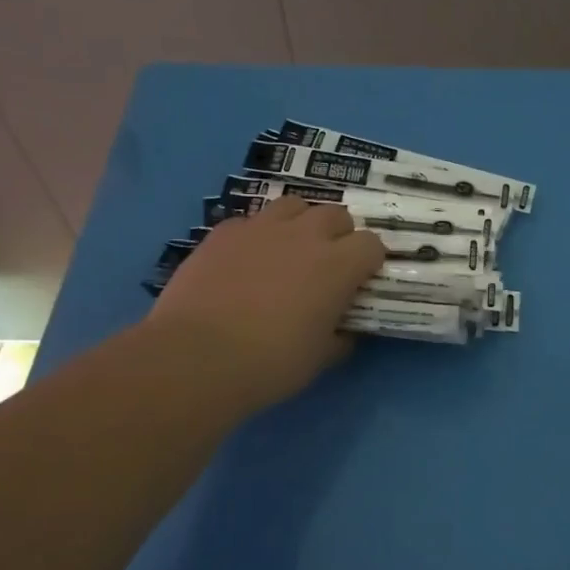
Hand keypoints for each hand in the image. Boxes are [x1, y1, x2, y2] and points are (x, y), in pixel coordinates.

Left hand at [149, 198, 386, 411]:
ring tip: (290, 250)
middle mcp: (305, 235)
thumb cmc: (271, 362)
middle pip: (336, 215)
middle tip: (328, 265)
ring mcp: (262, 228)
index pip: (372, 244)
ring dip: (300, 223)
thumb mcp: (320, 358)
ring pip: (294, 206)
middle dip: (339, 235)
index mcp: (338, 265)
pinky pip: (251, 222)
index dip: (370, 261)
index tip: (361, 281)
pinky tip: (247, 260)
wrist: (197, 356)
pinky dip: (258, 236)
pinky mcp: (224, 232)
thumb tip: (345, 331)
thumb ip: (340, 337)